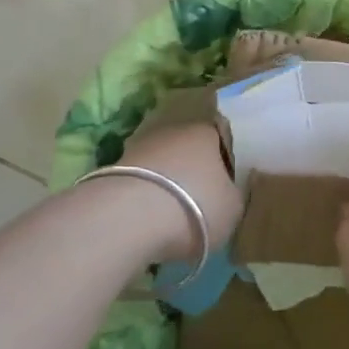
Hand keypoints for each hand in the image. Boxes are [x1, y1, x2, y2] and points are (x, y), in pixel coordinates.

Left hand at [118, 123, 241, 258]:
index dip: (226, 160)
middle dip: (193, 170)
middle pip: (188, 149)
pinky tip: (148, 218)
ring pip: (162, 163)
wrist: (129, 218)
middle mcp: (173, 130)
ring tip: (172, 214)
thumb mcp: (233, 208)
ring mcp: (140, 146)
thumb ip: (235, 195)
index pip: (222, 138)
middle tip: (200, 199)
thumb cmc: (194, 207)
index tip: (227, 183)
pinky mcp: (113, 167)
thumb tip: (229, 191)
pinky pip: (140, 181)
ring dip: (167, 183)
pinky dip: (145, 196)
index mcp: (207, 132)